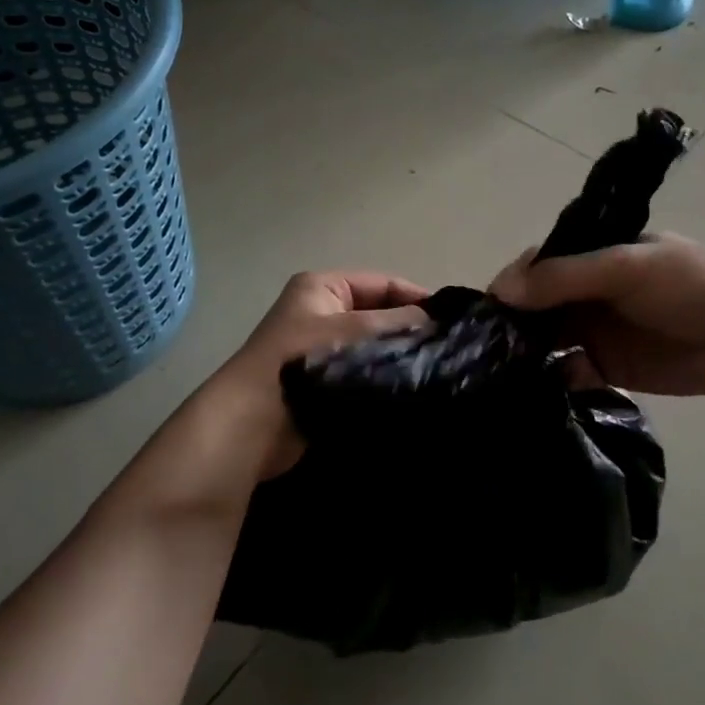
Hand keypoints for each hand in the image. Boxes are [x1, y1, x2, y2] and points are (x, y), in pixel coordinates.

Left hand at [205, 270, 431, 478]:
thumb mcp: (353, 331)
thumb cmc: (302, 361)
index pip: (382, 283)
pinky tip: (410, 386)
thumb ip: (396, 323)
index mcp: (322, 287)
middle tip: (446, 347)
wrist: (254, 421)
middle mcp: (321, 311)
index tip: (451, 320)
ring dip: (397, 355)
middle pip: (378, 314)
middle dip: (408, 329)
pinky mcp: (324, 380)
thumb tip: (433, 321)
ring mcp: (321, 347)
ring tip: (434, 368)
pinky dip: (383, 376)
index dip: (415, 297)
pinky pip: (363, 370)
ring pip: (372, 345)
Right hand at [489, 233, 704, 397]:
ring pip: (545, 344)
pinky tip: (550, 389)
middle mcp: (582, 293)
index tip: (484, 316)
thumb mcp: (623, 268)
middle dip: (512, 328)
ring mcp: (592, 332)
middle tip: (488, 354)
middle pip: (533, 310)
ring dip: (528, 358)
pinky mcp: (605, 369)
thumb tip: (500, 290)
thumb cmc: (686, 284)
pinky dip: (556, 381)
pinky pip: (568, 375)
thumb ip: (563, 277)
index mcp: (586, 257)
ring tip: (508, 378)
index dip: (508, 288)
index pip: (533, 268)